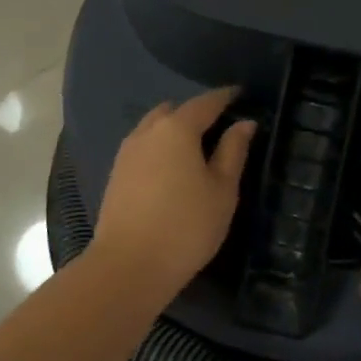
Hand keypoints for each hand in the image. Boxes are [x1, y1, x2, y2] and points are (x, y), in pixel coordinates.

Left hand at [90, 87, 256, 299]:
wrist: (129, 265)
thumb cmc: (187, 226)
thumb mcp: (222, 190)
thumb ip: (233, 151)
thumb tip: (244, 123)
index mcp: (177, 129)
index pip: (205, 103)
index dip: (225, 97)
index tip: (240, 94)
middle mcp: (147, 131)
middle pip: (174, 111)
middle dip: (195, 113)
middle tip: (218, 127)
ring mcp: (126, 152)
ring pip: (153, 128)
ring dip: (173, 130)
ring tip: (195, 149)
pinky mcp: (116, 174)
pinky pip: (142, 147)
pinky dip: (159, 147)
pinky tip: (170, 168)